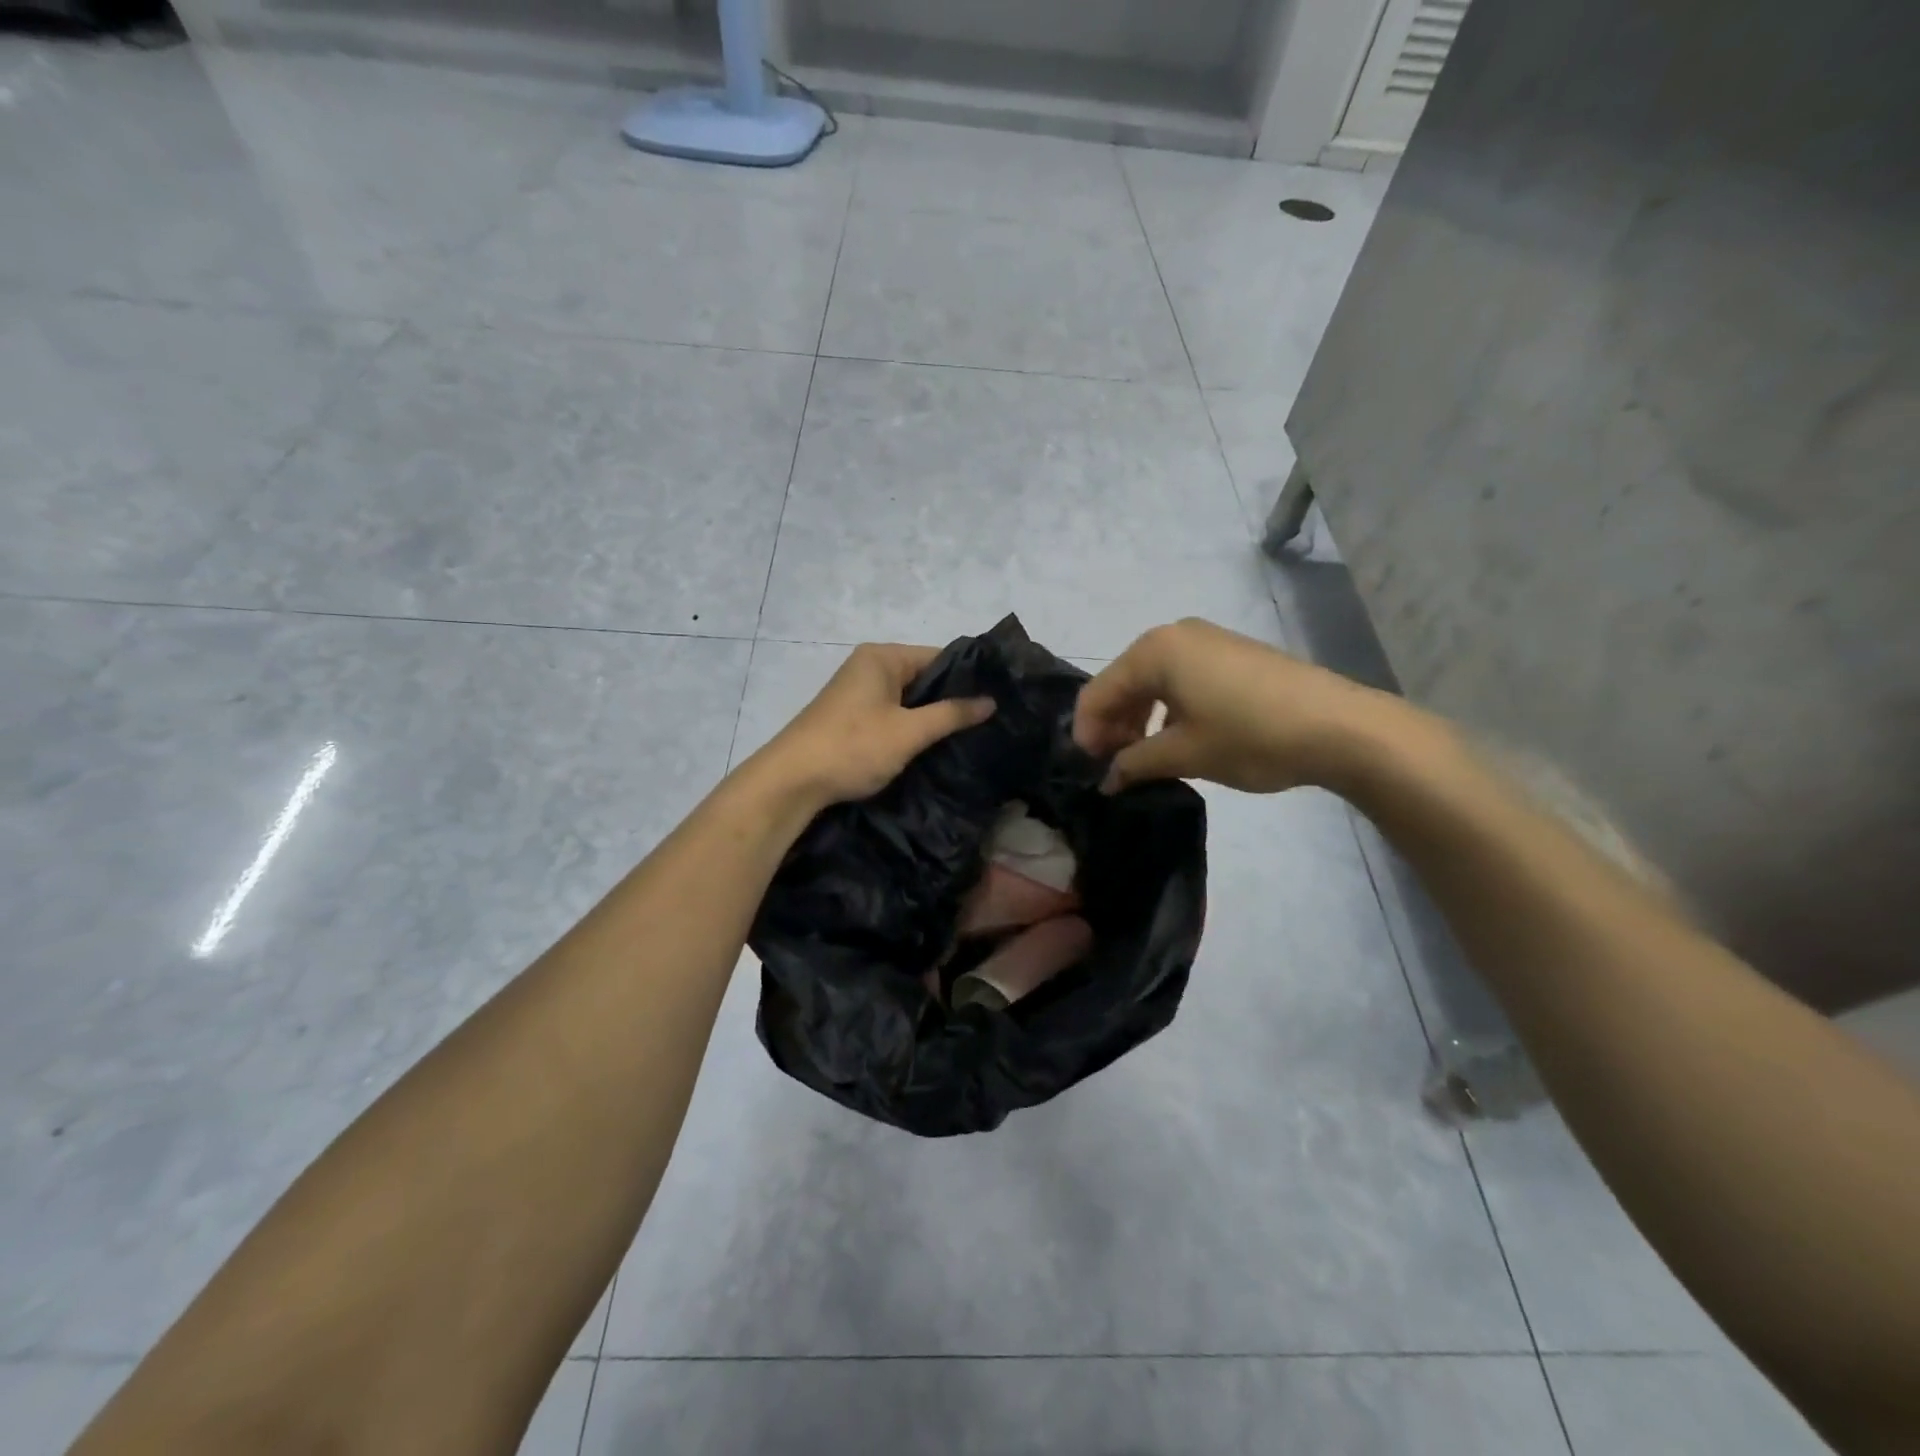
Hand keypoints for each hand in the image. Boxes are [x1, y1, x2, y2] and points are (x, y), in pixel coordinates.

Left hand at [757, 643, 994, 805]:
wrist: (792, 781)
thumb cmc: (853, 748)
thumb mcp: (909, 732)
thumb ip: (951, 714)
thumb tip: (990, 701)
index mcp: (882, 657)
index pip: (939, 656)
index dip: (968, 677)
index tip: (998, 698)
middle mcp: (869, 666)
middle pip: (923, 676)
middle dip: (951, 699)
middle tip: (989, 720)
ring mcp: (857, 691)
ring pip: (908, 698)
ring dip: (931, 716)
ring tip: (969, 734)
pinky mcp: (851, 715)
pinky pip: (892, 712)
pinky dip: (910, 726)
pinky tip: (932, 744)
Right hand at [1073, 618, 1391, 793]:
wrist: (1340, 726)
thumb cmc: (1250, 736)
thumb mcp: (1185, 754)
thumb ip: (1135, 764)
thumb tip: (1107, 779)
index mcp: (1154, 651)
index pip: (1098, 692)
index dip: (1087, 733)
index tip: (1091, 770)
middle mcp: (1174, 635)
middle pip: (1123, 682)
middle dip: (1113, 726)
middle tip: (1116, 768)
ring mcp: (1206, 641)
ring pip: (1152, 681)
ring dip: (1139, 719)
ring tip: (1145, 759)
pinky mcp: (1230, 654)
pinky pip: (1180, 679)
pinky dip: (1168, 708)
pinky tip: (1176, 739)